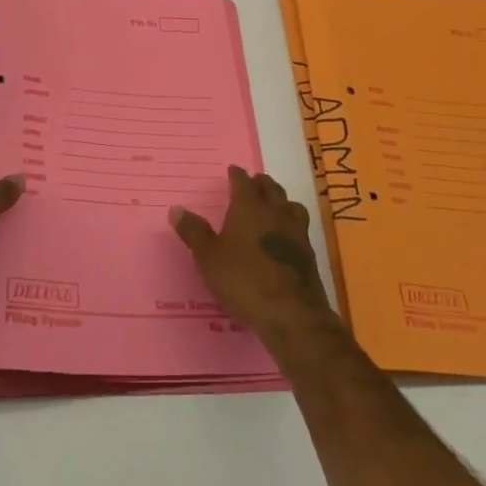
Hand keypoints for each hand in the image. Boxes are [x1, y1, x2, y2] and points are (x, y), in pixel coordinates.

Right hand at [169, 167, 332, 340]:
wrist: (291, 314)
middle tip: (252, 183)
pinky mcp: (309, 254)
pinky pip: (300, 228)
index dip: (236, 175)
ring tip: (273, 205)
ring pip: (291, 205)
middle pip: (271, 188)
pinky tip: (285, 237)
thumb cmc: (243, 280)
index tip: (233, 171)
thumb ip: (194, 232)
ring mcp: (296, 232)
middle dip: (260, 183)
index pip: (243, 181)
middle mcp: (275, 212)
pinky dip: (291, 224)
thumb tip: (176, 209)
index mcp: (249, 207)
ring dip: (281, 201)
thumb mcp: (208, 258)